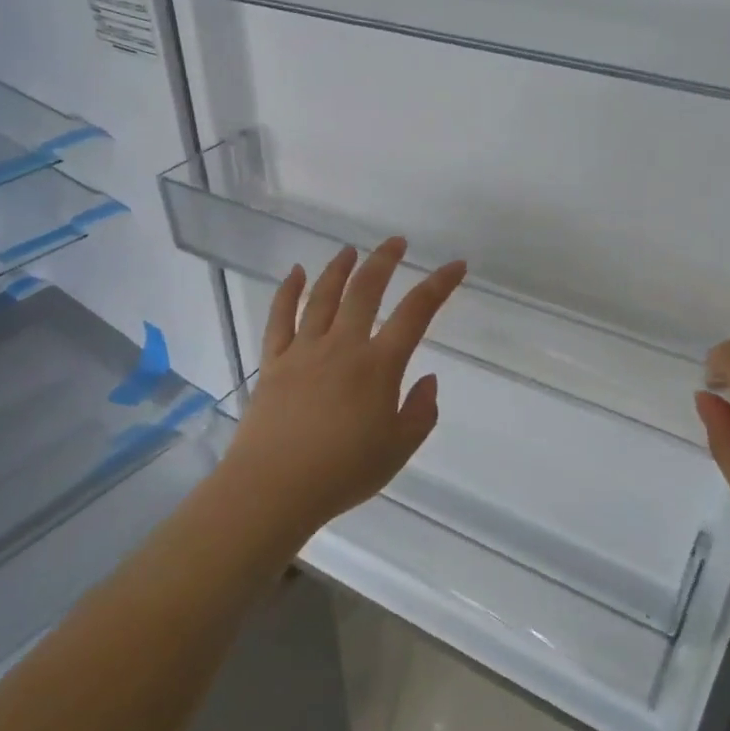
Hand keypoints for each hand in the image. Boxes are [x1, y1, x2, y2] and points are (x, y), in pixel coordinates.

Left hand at [217, 238, 466, 540]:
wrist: (274, 487)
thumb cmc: (342, 473)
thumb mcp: (398, 451)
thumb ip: (421, 412)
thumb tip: (429, 379)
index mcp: (378, 366)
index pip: (416, 313)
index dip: (439, 285)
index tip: (455, 266)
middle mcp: (342, 346)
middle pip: (365, 290)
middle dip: (384, 260)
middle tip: (396, 242)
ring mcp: (304, 350)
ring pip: (323, 296)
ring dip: (339, 268)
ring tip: (350, 250)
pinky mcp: (274, 361)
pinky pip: (280, 316)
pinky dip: (289, 290)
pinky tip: (297, 273)